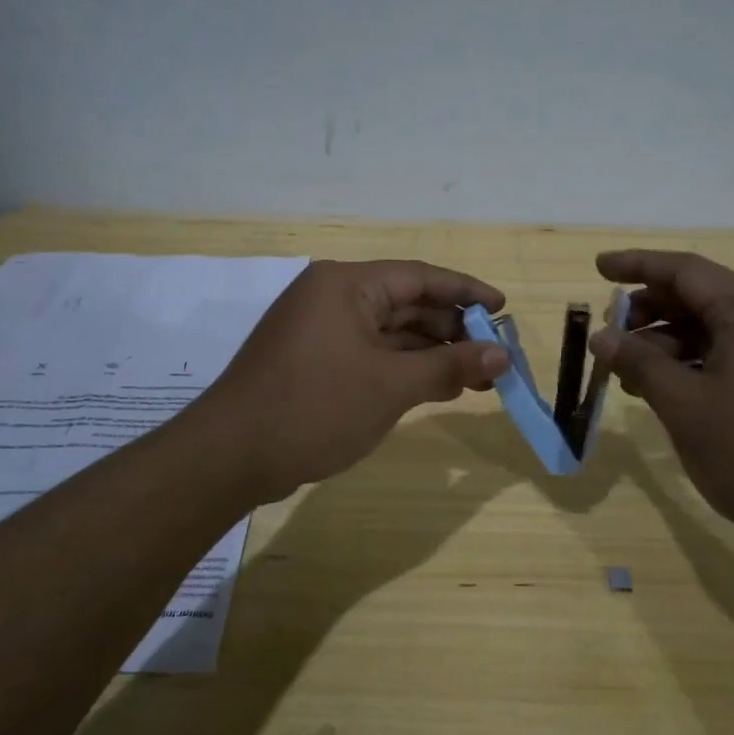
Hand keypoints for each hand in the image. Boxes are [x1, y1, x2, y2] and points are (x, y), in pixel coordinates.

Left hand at [196, 259, 510, 501]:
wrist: (230, 456)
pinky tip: (437, 387)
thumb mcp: (390, 386)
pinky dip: (404, 368)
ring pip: (390, 333)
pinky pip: (371, 354)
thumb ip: (449, 366)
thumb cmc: (314, 408)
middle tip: (495, 355)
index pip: (419, 277)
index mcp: (346, 286)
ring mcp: (321, 331)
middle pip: (406, 304)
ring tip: (477, 377)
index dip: (466, 292)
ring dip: (432, 353)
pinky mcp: (315, 361)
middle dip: (453, 330)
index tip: (503, 309)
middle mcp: (333, 298)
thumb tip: (502, 355)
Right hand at [591, 250, 733, 547]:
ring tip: (630, 376)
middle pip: (700, 298)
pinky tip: (669, 394)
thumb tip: (602, 337)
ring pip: (714, 332)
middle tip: (610, 338)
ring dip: (668, 345)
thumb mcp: (685, 406)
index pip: (684, 270)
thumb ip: (639, 364)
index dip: (637, 265)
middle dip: (649, 312)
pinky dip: (695, 367)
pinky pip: (732, 358)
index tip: (598, 268)